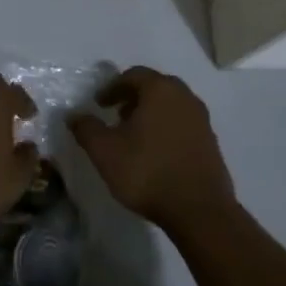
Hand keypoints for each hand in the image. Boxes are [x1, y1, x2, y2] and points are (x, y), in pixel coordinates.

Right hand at [70, 66, 234, 236]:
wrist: (199, 211)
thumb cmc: (147, 172)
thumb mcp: (105, 151)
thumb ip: (86, 128)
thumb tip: (73, 115)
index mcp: (160, 90)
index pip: (133, 75)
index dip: (112, 87)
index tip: (99, 104)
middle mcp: (184, 97)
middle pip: (155, 87)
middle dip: (133, 97)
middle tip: (116, 114)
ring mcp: (202, 120)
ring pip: (171, 105)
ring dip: (151, 113)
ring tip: (134, 135)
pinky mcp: (211, 142)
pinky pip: (183, 124)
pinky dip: (166, 128)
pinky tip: (155, 152)